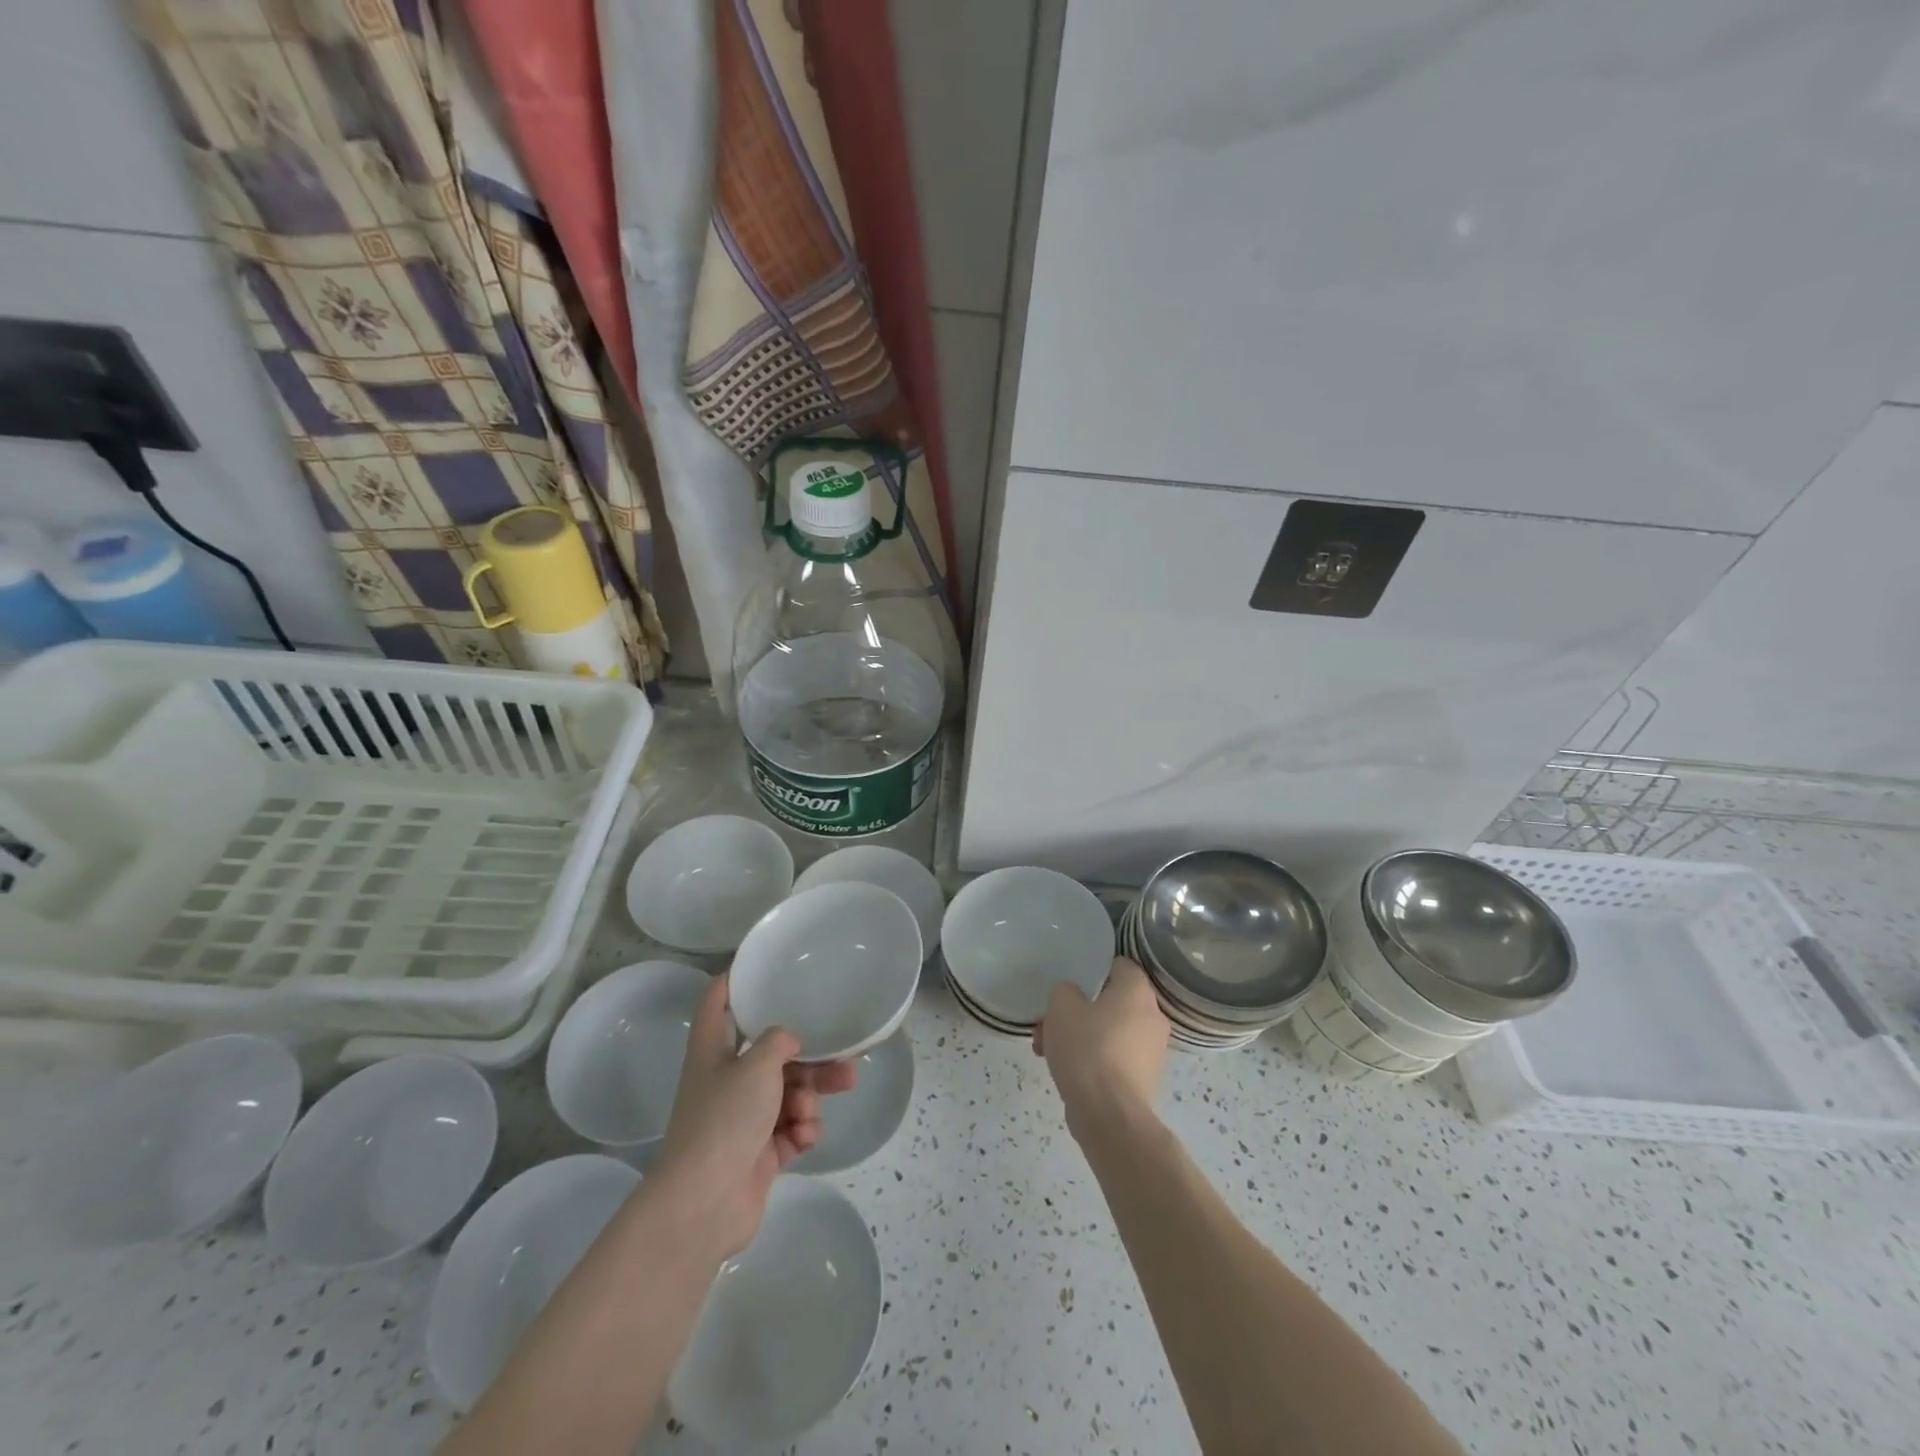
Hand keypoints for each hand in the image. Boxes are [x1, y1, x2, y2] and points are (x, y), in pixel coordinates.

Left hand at [653, 974, 856, 1258]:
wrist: (704, 1203)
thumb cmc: (725, 1119)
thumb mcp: (756, 1065)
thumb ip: (778, 1041)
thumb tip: (788, 1042)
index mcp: (713, 1051)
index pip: (717, 1004)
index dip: (732, 981)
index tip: (756, 967)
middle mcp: (726, 1081)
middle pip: (771, 1055)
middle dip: (809, 1057)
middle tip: (844, 1058)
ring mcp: (742, 1119)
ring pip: (788, 1093)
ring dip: (812, 1096)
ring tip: (842, 1090)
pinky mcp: (758, 1153)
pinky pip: (789, 1129)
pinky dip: (802, 1130)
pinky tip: (803, 1138)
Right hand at [1034, 957, 1169, 1140]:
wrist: (1109, 1115)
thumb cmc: (1088, 1049)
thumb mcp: (1062, 1007)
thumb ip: (1065, 990)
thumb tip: (1073, 996)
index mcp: (1137, 991)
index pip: (1120, 966)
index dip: (1093, 970)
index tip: (1070, 983)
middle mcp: (1152, 1016)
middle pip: (1110, 1002)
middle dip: (1077, 1011)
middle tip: (1049, 1023)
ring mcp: (1152, 1050)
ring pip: (1109, 1031)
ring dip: (1080, 1036)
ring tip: (1047, 1051)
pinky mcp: (1144, 1079)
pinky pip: (1114, 1057)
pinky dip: (1093, 1059)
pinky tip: (1065, 1071)